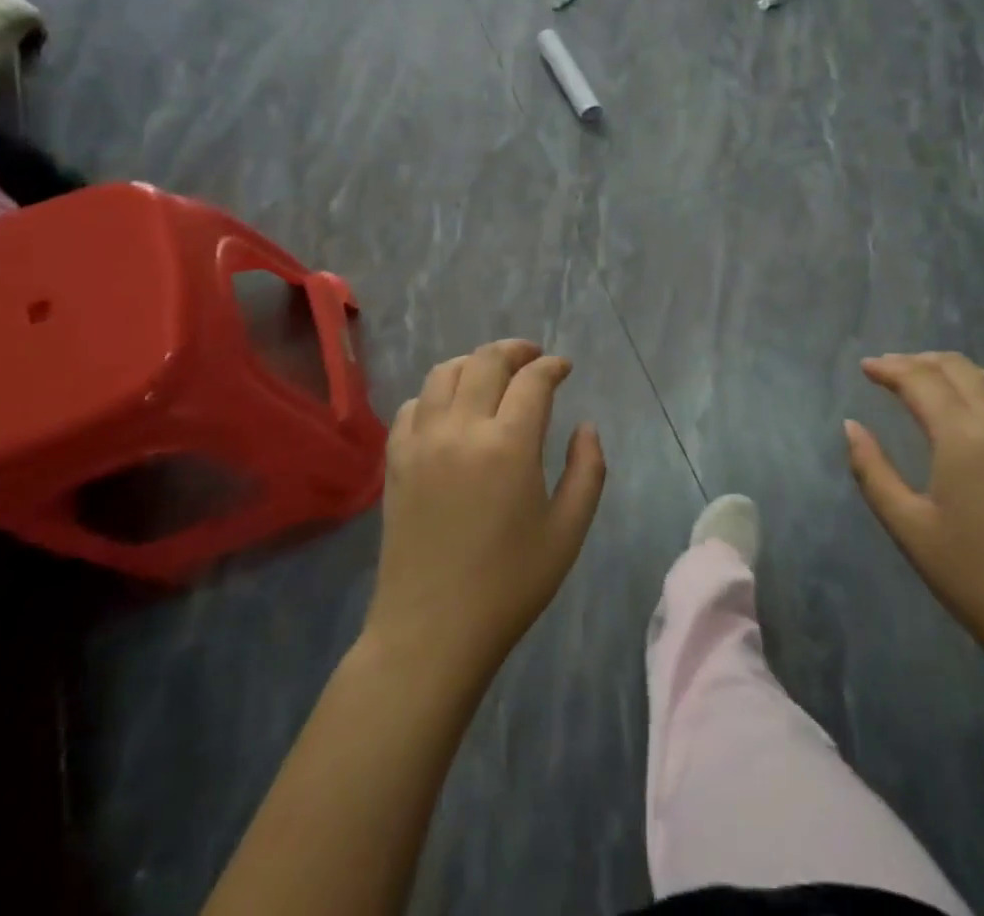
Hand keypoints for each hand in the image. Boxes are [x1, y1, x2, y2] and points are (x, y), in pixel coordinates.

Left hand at [365, 340, 605, 674]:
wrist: (431, 631)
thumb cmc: (509, 585)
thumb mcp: (568, 532)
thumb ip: (587, 470)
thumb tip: (585, 426)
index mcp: (509, 445)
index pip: (532, 380)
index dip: (552, 366)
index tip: (564, 368)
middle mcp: (462, 429)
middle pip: (486, 361)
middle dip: (516, 350)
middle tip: (534, 358)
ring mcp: (422, 441)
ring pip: (445, 372)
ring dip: (474, 363)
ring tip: (493, 374)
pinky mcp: (396, 460)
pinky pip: (414, 404)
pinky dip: (437, 393)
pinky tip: (451, 409)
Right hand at [845, 352, 983, 662]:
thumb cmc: (972, 575)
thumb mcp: (908, 526)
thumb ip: (873, 470)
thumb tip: (852, 427)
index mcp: (963, 437)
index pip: (922, 380)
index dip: (890, 368)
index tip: (866, 367)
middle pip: (959, 369)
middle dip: (920, 361)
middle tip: (890, 370)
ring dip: (954, 372)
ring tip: (927, 382)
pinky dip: (982, 394)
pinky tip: (969, 418)